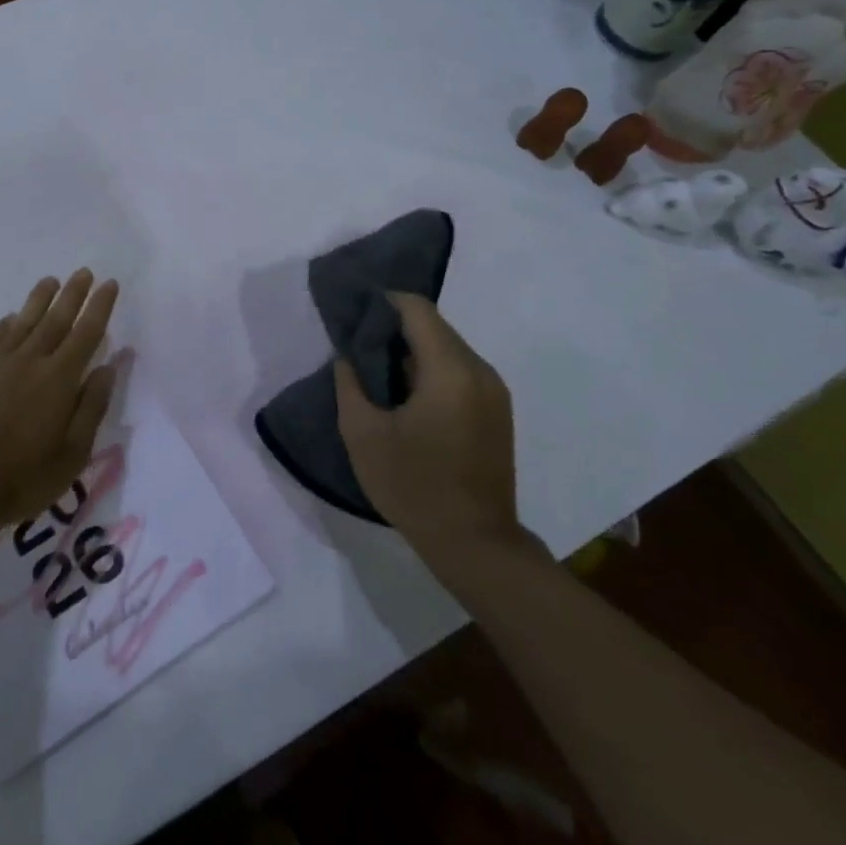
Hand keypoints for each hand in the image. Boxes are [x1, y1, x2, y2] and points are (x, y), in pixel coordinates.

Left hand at [0, 269, 120, 530]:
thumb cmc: (23, 476)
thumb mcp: (72, 452)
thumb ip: (91, 406)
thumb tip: (107, 367)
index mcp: (59, 379)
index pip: (86, 333)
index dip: (99, 307)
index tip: (109, 284)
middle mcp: (30, 360)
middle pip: (56, 319)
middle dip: (73, 294)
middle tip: (83, 271)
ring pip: (22, 321)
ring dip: (39, 299)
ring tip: (50, 281)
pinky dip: (5, 324)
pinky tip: (10, 318)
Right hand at [335, 293, 534, 574]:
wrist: (475, 543)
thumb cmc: (413, 486)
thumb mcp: (362, 434)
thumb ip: (349, 384)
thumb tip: (347, 356)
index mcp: (449, 370)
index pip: (417, 309)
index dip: (383, 301)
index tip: (353, 311)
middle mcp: (479, 371)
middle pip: (434, 326)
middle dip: (395, 326)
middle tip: (358, 342)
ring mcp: (494, 391)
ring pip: (448, 348)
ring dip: (413, 349)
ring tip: (377, 367)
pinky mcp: (498, 410)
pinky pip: (460, 370)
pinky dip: (431, 368)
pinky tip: (406, 393)